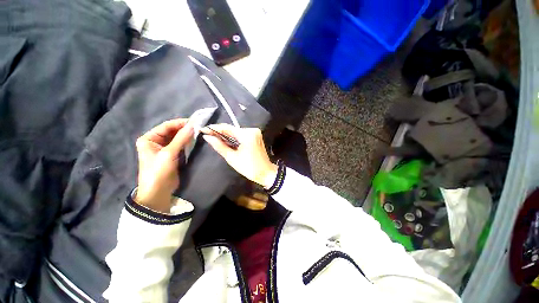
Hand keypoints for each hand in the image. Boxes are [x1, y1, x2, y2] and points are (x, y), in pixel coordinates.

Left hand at [135, 119, 192, 212]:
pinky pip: (180, 145)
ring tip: (199, 133)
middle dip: (185, 129)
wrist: (158, 192)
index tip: (195, 122)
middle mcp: (155, 141)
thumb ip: (181, 138)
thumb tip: (193, 125)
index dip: (180, 123)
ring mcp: (164, 148)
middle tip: (199, 128)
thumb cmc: (159, 171)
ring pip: (177, 138)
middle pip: (172, 131)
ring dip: (187, 136)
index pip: (166, 126)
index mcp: (149, 138)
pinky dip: (187, 143)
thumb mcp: (169, 153)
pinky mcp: (172, 155)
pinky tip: (195, 141)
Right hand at [201, 124, 277, 188]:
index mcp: (247, 134)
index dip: (214, 128)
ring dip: (226, 135)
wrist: (265, 173)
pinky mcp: (256, 137)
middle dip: (220, 132)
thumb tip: (207, 137)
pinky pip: (242, 135)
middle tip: (207, 134)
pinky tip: (226, 141)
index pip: (227, 128)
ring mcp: (255, 133)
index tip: (203, 129)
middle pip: (232, 129)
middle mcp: (252, 130)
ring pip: (237, 132)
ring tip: (213, 137)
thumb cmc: (249, 167)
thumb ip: (219, 146)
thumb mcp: (232, 158)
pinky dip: (234, 138)